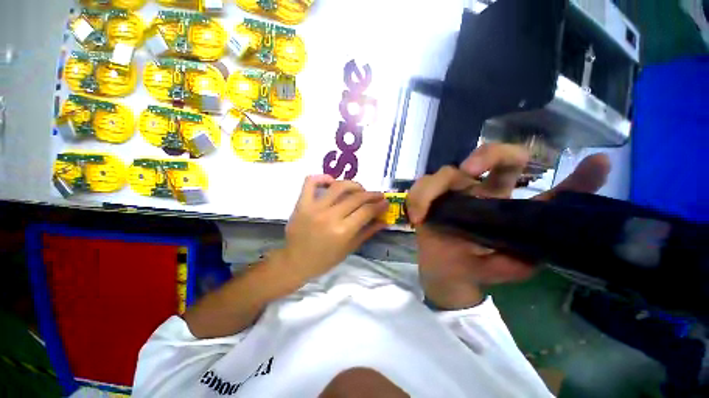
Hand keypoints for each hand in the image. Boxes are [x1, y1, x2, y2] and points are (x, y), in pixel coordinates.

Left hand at [276, 175, 388, 285]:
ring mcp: (314, 208)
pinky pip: (311, 182)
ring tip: (359, 189)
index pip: (366, 211)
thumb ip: (367, 232)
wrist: (295, 262)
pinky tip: (332, 182)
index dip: (379, 205)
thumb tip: (384, 220)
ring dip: (353, 184)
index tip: (385, 202)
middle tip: (378, 195)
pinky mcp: (301, 204)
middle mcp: (330, 216)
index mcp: (342, 231)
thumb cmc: (325, 260)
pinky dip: (322, 178)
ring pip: (338, 186)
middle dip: (372, 194)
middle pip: (356, 197)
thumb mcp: (349, 249)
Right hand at [407, 143, 610, 308]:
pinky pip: (421, 188)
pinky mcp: (428, 198)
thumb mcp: (508, 266)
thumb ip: (530, 256)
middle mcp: (482, 191)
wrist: (443, 273)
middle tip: (471, 170)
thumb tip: (562, 244)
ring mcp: (452, 192)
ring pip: (446, 172)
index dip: (570, 177)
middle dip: (488, 155)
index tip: (598, 165)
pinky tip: (417, 218)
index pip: (545, 190)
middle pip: (495, 155)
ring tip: (424, 213)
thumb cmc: (475, 269)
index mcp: (507, 205)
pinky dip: (417, 199)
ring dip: (432, 188)